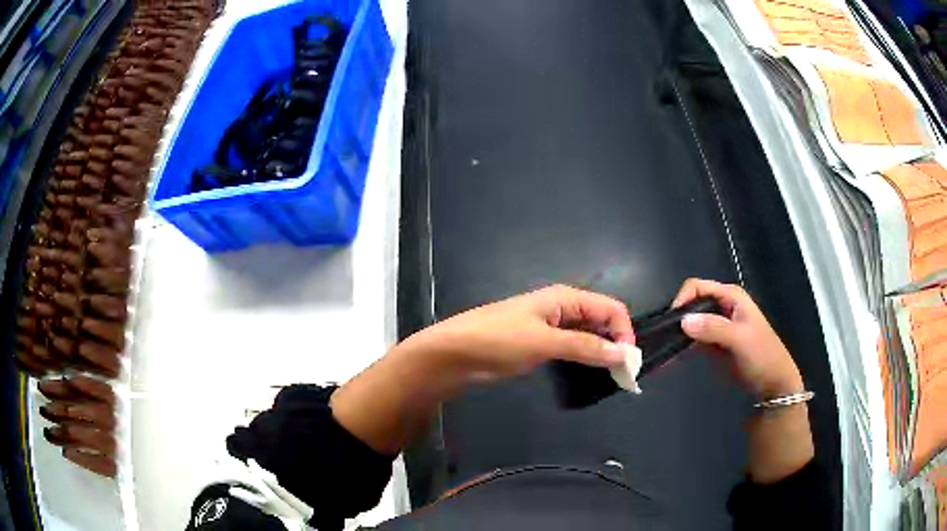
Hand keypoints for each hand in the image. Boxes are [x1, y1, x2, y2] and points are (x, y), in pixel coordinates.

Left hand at [331, 285, 633, 453]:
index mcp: (566, 298)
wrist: (454, 354)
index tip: (628, 362)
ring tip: (611, 377)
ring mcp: (550, 327)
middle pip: (601, 321)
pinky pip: (572, 347)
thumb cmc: (498, 340)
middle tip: (623, 375)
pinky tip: (589, 373)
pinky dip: (585, 358)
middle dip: (615, 343)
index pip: (611, 308)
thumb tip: (624, 353)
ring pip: (588, 335)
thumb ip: (586, 347)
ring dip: (601, 352)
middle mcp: (562, 308)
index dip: (624, 332)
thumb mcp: (545, 342)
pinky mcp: (540, 344)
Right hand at [672, 279, 802, 398]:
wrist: (772, 383)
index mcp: (730, 297)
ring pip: (690, 323)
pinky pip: (692, 340)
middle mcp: (721, 307)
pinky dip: (681, 347)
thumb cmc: (762, 355)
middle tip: (663, 339)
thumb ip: (714, 328)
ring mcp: (717, 326)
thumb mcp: (740, 339)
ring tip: (662, 351)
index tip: (673, 322)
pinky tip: (670, 359)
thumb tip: (683, 321)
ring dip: (676, 334)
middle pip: (691, 303)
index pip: (698, 287)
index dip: (683, 299)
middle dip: (676, 318)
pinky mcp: (713, 344)